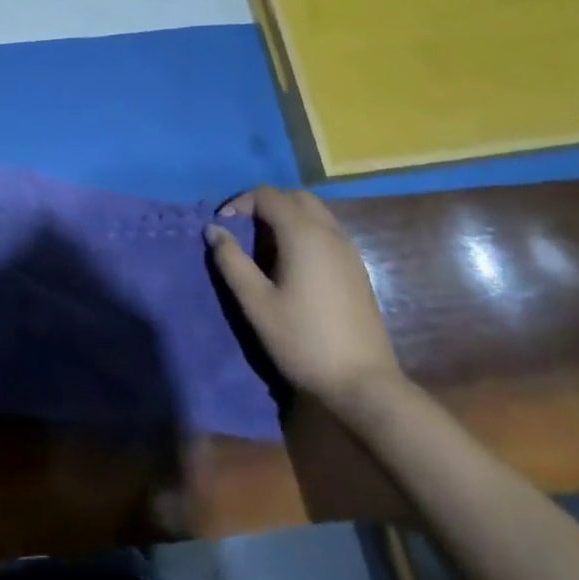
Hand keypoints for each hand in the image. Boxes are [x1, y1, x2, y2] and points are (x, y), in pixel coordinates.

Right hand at [206, 187, 401, 406]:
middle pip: (295, 197)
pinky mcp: (357, 269)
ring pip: (315, 212)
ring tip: (265, 247)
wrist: (364, 384)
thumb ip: (232, 261)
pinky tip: (293, 264)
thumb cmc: (303, 340)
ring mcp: (348, 250)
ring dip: (287, 217)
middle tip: (244, 229)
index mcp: (303, 234)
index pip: (268, 195)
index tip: (223, 226)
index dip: (241, 203)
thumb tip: (214, 230)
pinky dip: (305, 231)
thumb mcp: (257, 303)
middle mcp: (329, 232)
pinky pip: (327, 231)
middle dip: (266, 204)